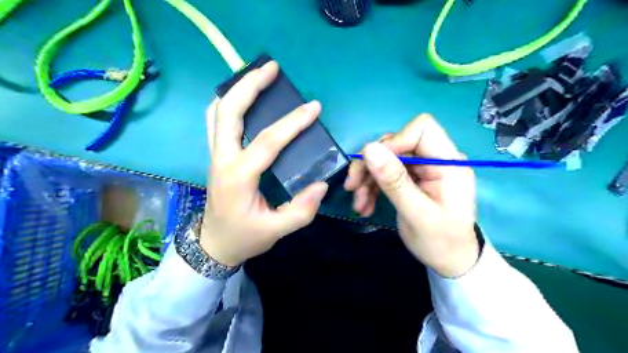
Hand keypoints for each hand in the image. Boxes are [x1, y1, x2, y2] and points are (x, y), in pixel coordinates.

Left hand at [200, 62, 328, 265]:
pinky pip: (215, 122)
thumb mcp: (275, 230)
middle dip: (249, 85)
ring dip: (235, 89)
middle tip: (271, 68)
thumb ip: (301, 210)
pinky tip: (241, 98)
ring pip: (217, 112)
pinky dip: (226, 103)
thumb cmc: (244, 237)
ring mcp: (215, 155)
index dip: (292, 123)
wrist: (213, 245)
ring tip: (256, 75)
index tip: (313, 107)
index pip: (267, 141)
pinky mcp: (216, 156)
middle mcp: (222, 159)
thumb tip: (321, 184)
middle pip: (228, 112)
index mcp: (238, 177)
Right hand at [345, 115, 478, 277]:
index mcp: (449, 163)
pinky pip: (386, 172)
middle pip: (397, 143)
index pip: (421, 129)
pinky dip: (372, 186)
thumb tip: (369, 148)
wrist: (449, 261)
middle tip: (353, 187)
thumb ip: (394, 181)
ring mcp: (423, 168)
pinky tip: (364, 204)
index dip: (394, 142)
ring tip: (358, 203)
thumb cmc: (440, 242)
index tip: (374, 166)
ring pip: (386, 158)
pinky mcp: (412, 177)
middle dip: (372, 164)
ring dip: (367, 178)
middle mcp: (436, 159)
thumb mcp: (416, 214)